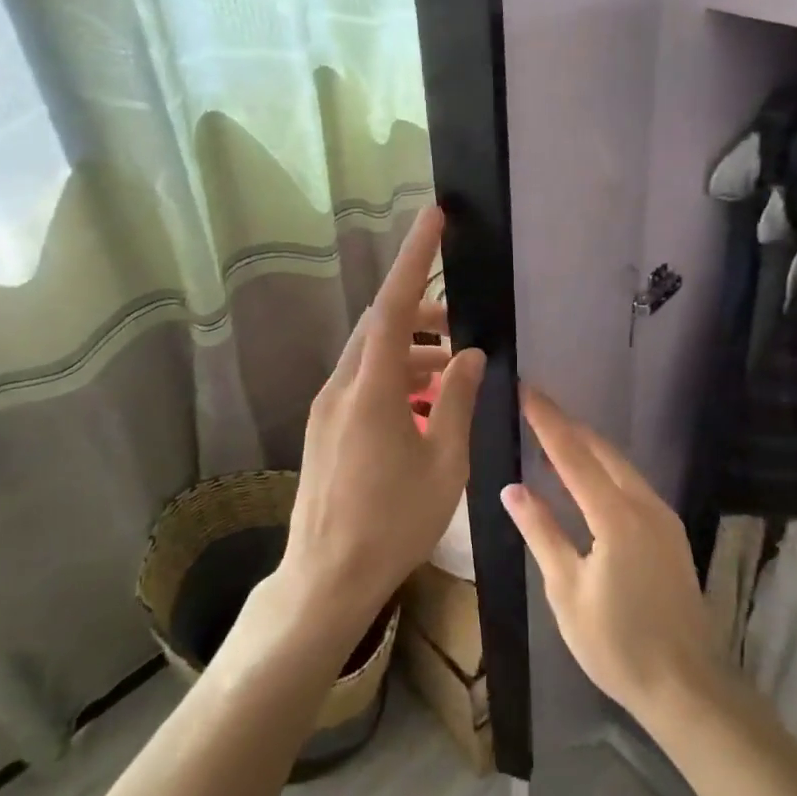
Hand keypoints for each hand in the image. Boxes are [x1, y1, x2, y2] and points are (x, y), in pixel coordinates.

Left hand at [278, 206, 485, 649]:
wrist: (326, 578)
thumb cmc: (393, 525)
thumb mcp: (444, 463)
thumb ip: (458, 401)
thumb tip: (472, 355)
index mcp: (371, 390)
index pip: (392, 305)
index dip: (414, 258)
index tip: (434, 217)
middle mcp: (341, 388)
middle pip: (380, 326)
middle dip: (422, 315)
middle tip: (463, 327)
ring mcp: (327, 408)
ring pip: (372, 357)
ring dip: (412, 354)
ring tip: (454, 375)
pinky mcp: (324, 428)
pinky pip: (363, 384)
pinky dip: (396, 381)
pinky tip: (425, 408)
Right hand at [502, 386, 715, 726]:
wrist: (687, 687)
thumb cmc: (617, 643)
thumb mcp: (566, 590)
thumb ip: (541, 532)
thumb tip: (512, 488)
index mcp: (616, 515)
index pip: (573, 454)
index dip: (547, 420)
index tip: (525, 388)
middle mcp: (645, 505)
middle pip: (602, 451)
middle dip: (568, 425)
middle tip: (535, 406)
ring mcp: (663, 518)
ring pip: (621, 465)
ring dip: (587, 446)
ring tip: (554, 435)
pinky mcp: (670, 534)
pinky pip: (632, 485)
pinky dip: (605, 469)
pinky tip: (588, 477)